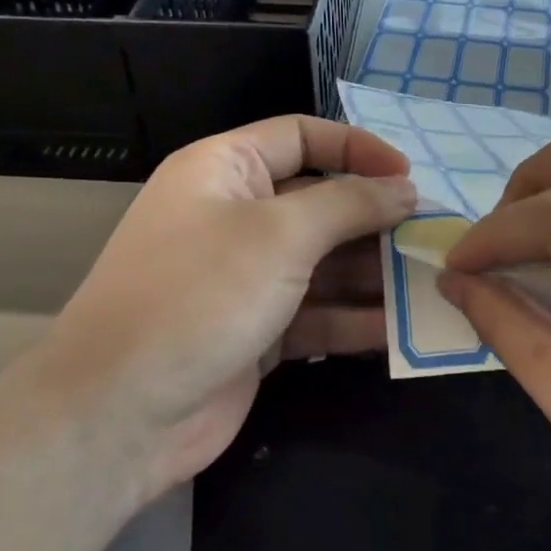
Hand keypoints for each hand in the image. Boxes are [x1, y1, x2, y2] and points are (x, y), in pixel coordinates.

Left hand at [40, 116, 415, 501]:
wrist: (119, 414)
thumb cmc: (200, 294)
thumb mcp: (281, 234)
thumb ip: (350, 204)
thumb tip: (404, 188)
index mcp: (225, 169)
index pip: (302, 137)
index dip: (357, 149)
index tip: (409, 177)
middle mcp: (234, 215)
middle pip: (320, 202)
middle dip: (374, 219)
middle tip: (431, 237)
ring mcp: (245, 278)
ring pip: (323, 262)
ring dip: (372, 273)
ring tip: (427, 283)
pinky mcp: (256, 331)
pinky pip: (316, 313)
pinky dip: (353, 319)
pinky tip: (398, 330)